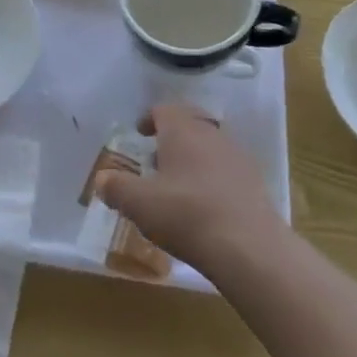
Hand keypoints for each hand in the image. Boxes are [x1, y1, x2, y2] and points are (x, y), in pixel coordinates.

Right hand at [95, 104, 284, 278]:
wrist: (249, 247)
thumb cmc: (186, 215)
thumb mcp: (140, 204)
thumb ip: (116, 188)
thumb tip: (101, 178)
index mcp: (182, 130)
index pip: (164, 109)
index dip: (149, 119)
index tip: (139, 134)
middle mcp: (211, 133)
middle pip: (189, 124)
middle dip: (172, 138)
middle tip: (156, 159)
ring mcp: (237, 156)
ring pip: (210, 146)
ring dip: (193, 158)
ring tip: (179, 185)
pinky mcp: (254, 181)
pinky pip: (227, 169)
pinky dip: (212, 178)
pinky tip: (205, 205)